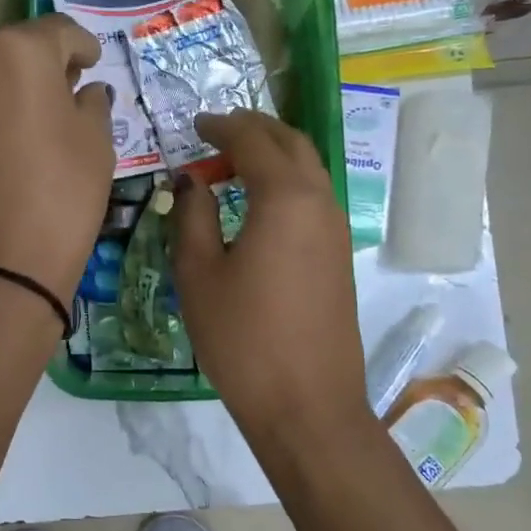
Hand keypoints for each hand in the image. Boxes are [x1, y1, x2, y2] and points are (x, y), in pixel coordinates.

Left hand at [0, 14, 114, 314]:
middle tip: (65, 96)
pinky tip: (1, 154)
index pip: (58, 31)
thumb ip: (91, 105)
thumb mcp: (96, 147)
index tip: (93, 63)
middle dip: (42, 68)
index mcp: (18, 52)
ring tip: (32, 129)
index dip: (82, 45)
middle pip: (13, 53)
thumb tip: (82, 92)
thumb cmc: (59, 198)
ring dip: (9, 94)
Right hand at [169, 110, 371, 449]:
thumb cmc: (243, 339)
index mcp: (286, 198)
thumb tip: (192, 182)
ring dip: (273, 155)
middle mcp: (320, 202)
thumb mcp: (200, 275)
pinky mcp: (338, 256)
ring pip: (308, 169)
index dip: (221, 126)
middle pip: (292, 143)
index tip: (195, 125)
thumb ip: (193, 217)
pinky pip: (313, 198)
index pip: (253, 140)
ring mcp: (335, 230)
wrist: (307, 405)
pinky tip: (258, 204)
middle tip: (217, 132)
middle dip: (255, 129)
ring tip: (234, 164)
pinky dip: (286, 183)